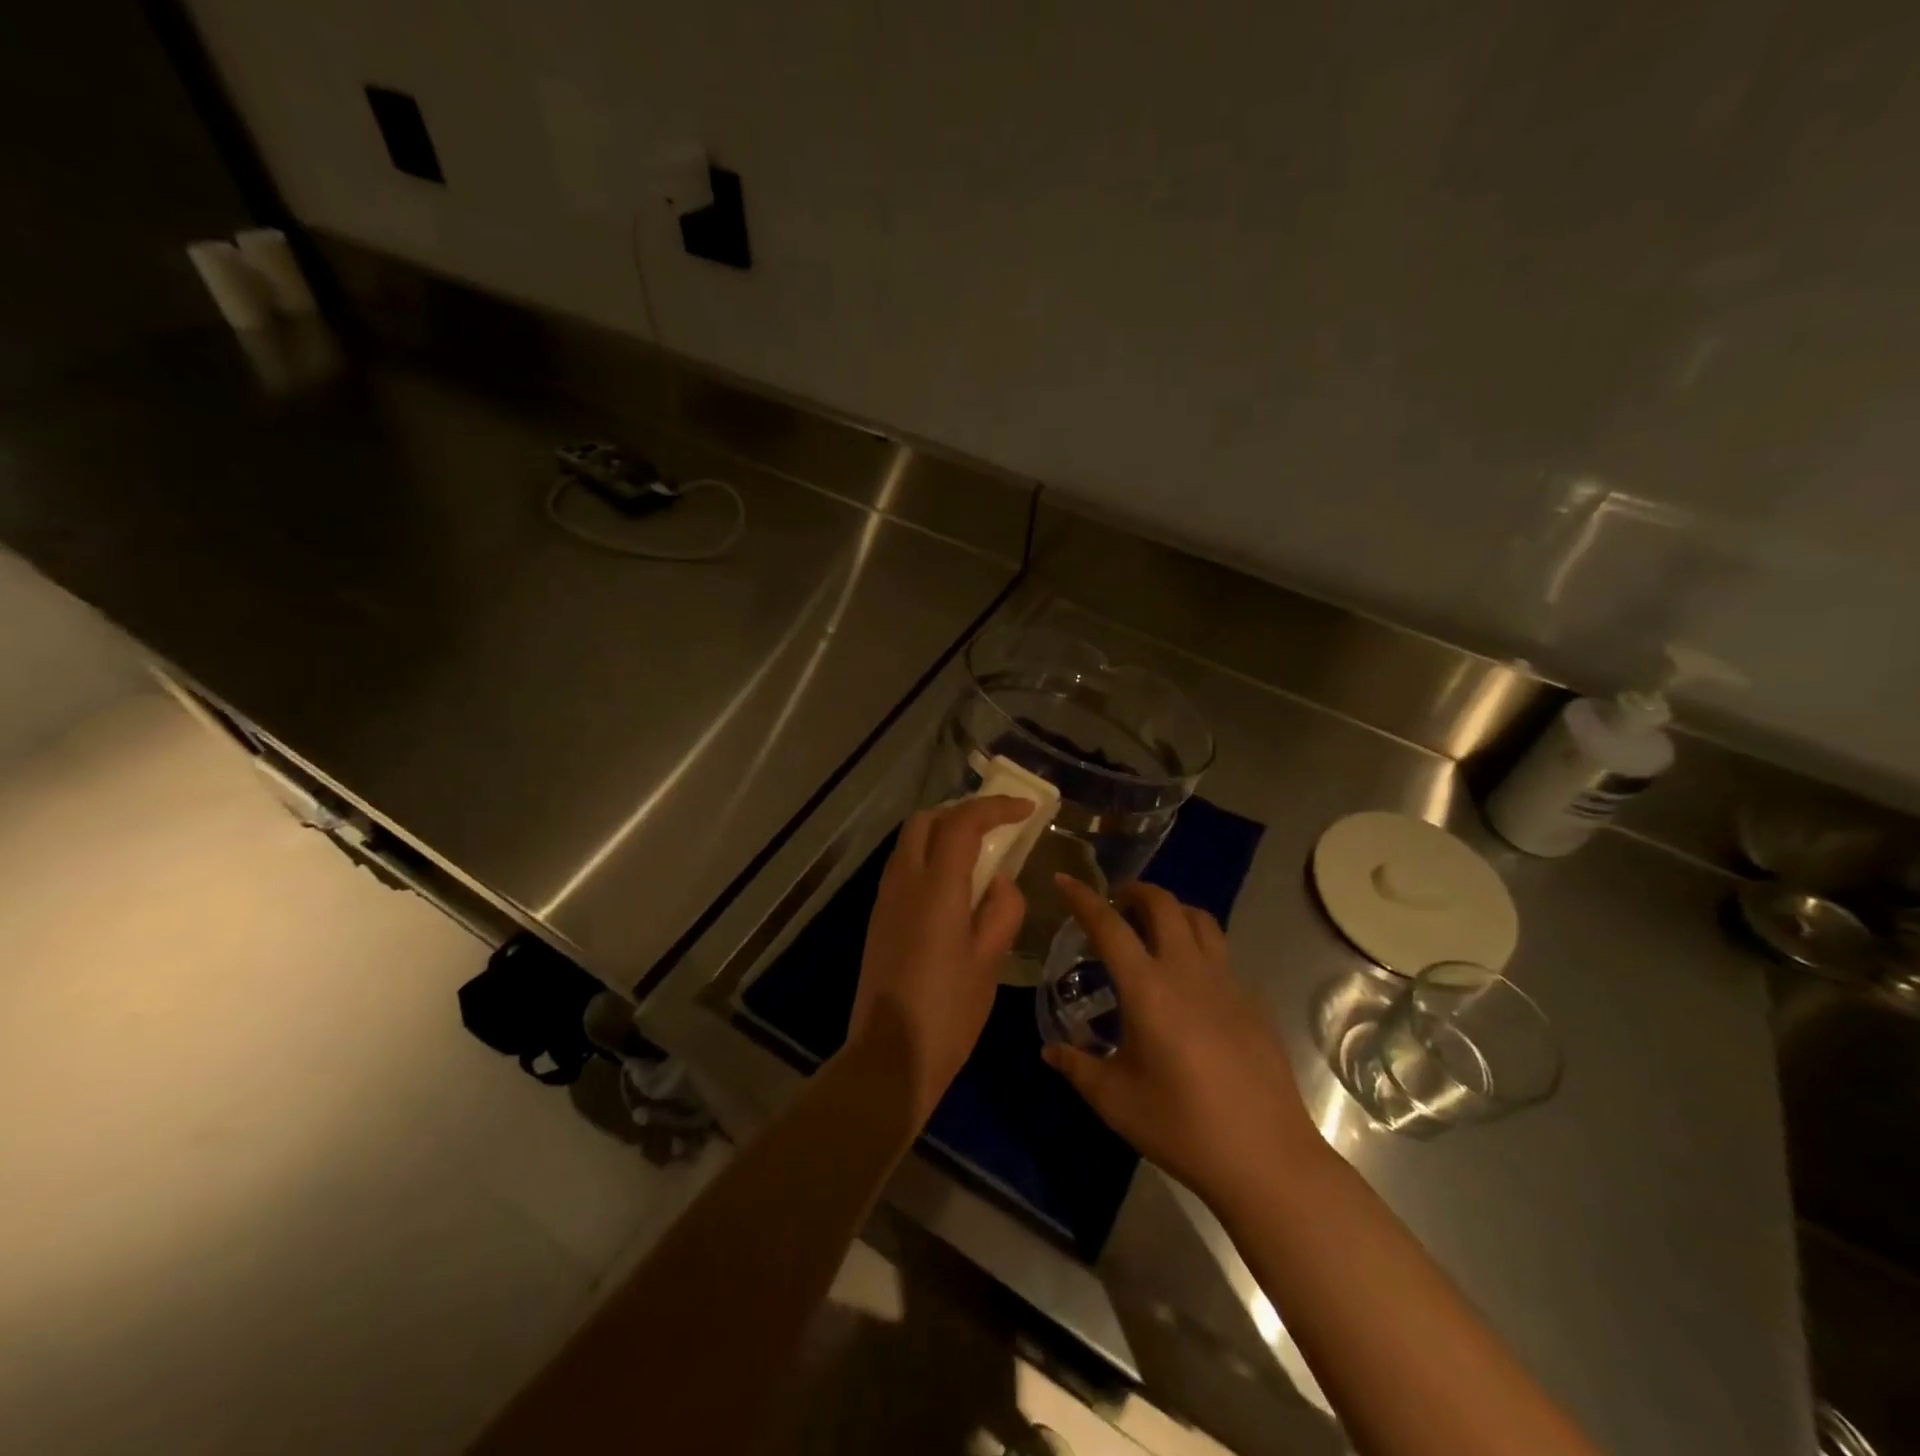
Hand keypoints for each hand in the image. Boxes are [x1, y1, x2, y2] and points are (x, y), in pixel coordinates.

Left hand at [849, 797, 1031, 1121]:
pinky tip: (954, 884)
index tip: (1026, 809)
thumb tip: (998, 882)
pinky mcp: (879, 917)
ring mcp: (886, 898)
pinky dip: (929, 856)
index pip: (963, 822)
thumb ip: (1002, 909)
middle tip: (998, 826)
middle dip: (963, 812)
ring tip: (980, 851)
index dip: (996, 808)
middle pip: (926, 820)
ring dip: (943, 832)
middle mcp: (904, 880)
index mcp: (935, 886)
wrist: (890, 1055)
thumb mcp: (991, 960)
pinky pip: (904, 866)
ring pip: (910, 841)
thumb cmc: (949, 1010)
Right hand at [1044, 876, 1321, 1206]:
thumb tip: (1050, 1051)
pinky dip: (1197, 946)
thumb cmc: (1182, 1127)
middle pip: (1163, 904)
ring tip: (1152, 929)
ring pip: (1200, 920)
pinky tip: (1189, 983)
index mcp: (1148, 989)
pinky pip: (1222, 953)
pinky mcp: (1253, 1001)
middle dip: (1134, 891)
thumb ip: (1077, 1067)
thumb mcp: (1115, 1100)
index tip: (1064, 880)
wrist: (1267, 1159)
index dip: (1083, 898)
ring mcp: (1228, 983)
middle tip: (1114, 903)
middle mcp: (1188, 972)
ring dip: (1171, 910)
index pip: (1109, 926)